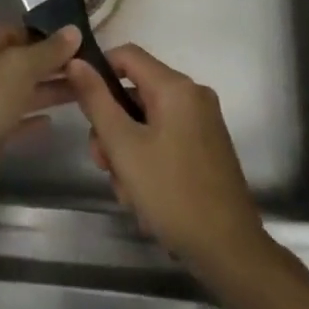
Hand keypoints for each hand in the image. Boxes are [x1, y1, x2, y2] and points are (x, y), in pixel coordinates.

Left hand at [0, 23, 80, 215]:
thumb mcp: (20, 66)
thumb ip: (48, 50)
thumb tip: (74, 30)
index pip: (14, 30)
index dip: (43, 34)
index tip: (76, 40)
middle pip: (17, 62)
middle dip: (49, 64)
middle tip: (87, 66)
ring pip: (18, 92)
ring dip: (46, 90)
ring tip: (83, 90)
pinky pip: (13, 121)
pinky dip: (31, 119)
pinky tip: (53, 122)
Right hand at [66, 44, 267, 269]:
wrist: (231, 253)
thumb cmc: (173, 194)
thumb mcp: (124, 147)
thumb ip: (97, 101)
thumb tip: (76, 61)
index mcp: (176, 87)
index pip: (126, 55)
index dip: (99, 72)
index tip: (82, 105)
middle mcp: (193, 96)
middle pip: (136, 93)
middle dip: (113, 127)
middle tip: (103, 164)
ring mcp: (203, 123)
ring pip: (148, 122)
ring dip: (129, 152)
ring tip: (128, 193)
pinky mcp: (207, 149)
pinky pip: (166, 140)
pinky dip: (149, 161)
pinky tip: (145, 199)